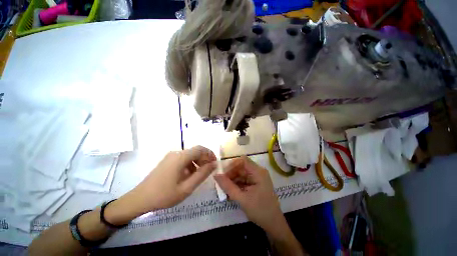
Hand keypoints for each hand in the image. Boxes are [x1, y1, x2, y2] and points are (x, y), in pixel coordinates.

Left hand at [108, 146, 216, 222]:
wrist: (139, 199)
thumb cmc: (164, 195)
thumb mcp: (187, 187)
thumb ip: (202, 174)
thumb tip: (214, 164)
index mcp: (180, 157)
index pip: (200, 149)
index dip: (210, 154)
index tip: (214, 163)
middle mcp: (176, 153)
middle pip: (195, 151)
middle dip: (204, 159)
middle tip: (209, 170)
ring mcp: (170, 156)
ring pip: (189, 155)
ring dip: (197, 162)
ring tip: (199, 175)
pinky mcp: (167, 161)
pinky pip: (183, 159)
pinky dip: (190, 164)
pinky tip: (188, 175)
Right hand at [214, 156, 283, 232]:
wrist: (273, 224)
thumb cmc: (259, 211)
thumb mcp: (241, 198)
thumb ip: (227, 186)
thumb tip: (215, 175)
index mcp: (258, 172)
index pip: (243, 160)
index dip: (231, 164)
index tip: (222, 173)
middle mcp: (258, 171)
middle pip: (241, 167)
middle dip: (231, 173)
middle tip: (221, 183)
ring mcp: (257, 177)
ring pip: (241, 173)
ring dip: (232, 179)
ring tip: (224, 188)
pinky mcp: (255, 183)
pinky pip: (243, 179)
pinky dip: (237, 183)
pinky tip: (231, 191)